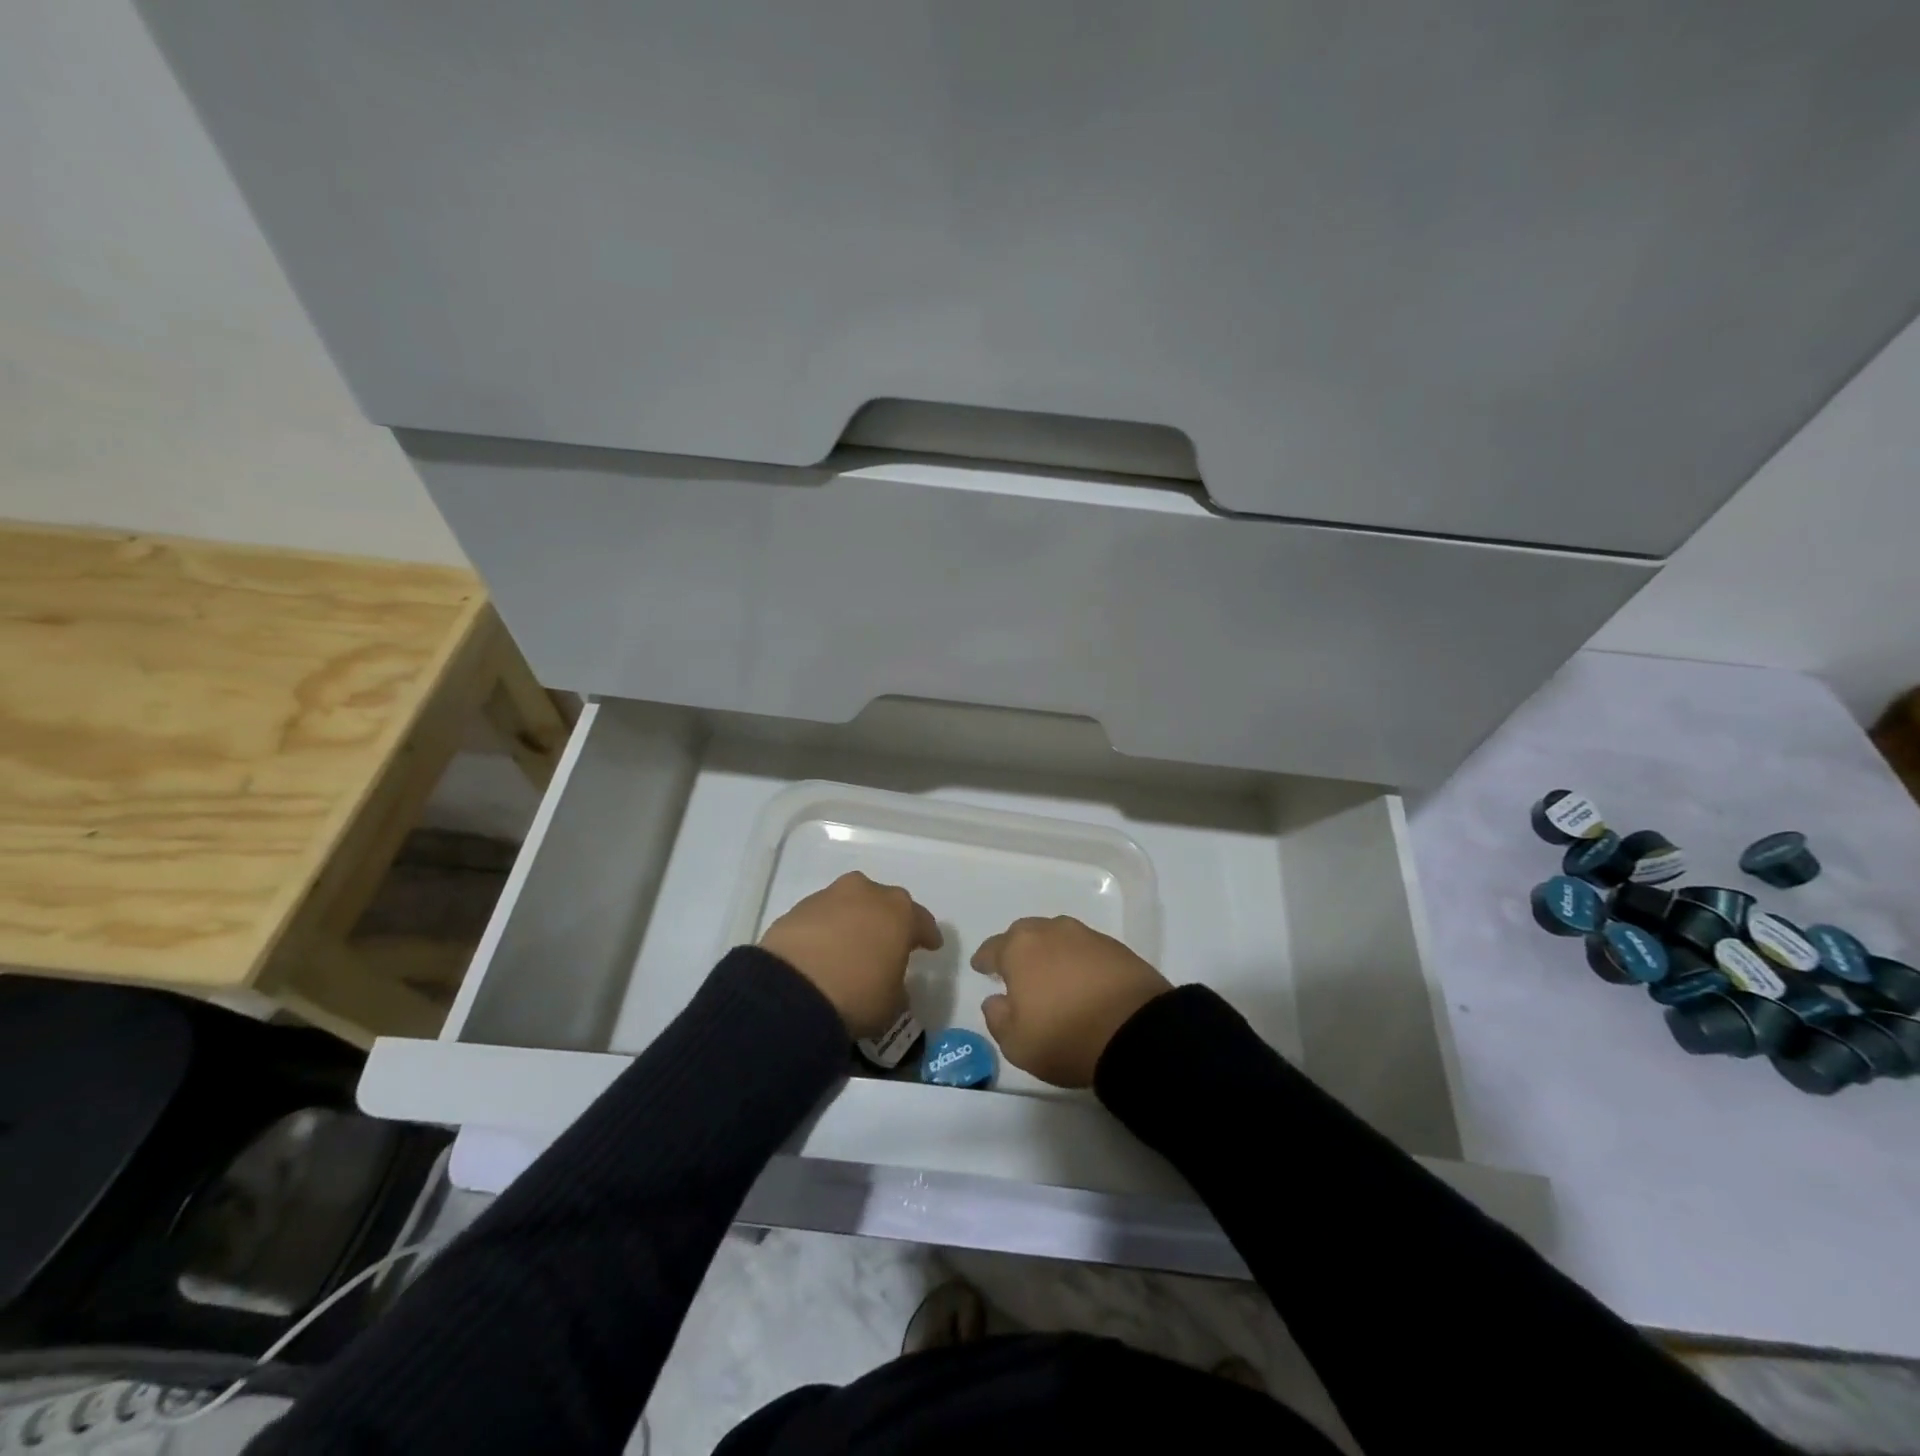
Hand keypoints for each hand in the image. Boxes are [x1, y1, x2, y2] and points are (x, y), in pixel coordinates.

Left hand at [759, 872, 941, 1038]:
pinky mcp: (797, 908)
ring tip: (849, 948)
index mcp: (899, 911)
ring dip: (853, 922)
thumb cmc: (857, 994)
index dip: (927, 935)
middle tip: (887, 943)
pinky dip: (825, 930)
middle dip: (887, 921)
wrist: (791, 991)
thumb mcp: (892, 1003)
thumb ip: (897, 987)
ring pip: (849, 905)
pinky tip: (822, 952)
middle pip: (884, 903)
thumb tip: (889, 982)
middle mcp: (866, 893)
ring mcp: (829, 896)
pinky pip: (821, 918)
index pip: (921, 921)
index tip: (931, 946)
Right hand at [972, 916, 1171, 1087]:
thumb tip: (995, 1000)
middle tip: (1015, 969)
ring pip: (1057, 936)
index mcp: (1020, 949)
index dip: (984, 959)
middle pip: (1026, 933)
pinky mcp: (1116, 947)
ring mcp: (1086, 936)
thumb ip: (997, 1018)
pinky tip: (1081, 979)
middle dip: (1017, 948)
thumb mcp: (1017, 1043)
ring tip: (1050, 973)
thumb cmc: (1065, 1036)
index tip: (981, 967)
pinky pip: (1085, 948)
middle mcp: (1051, 932)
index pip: (993, 948)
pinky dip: (1077, 960)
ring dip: (1049, 951)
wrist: (1135, 1031)